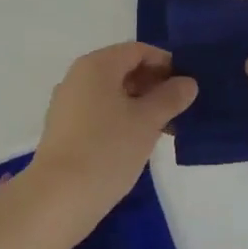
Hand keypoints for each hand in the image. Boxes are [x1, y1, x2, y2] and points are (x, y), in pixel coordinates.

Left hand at [27, 42, 197, 218]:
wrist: (59, 197)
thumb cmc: (107, 149)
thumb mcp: (147, 121)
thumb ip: (170, 97)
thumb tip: (187, 82)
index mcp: (96, 65)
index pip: (137, 51)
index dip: (165, 63)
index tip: (188, 85)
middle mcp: (78, 77)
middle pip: (123, 69)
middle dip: (154, 85)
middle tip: (180, 108)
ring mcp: (68, 103)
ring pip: (112, 93)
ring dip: (140, 104)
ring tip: (165, 128)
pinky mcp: (65, 129)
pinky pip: (100, 112)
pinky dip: (122, 118)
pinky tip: (139, 141)